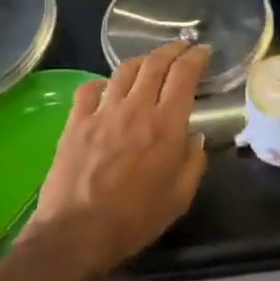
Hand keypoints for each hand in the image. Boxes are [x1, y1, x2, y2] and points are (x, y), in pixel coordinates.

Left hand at [23, 41, 210, 277]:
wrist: (77, 233)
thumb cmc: (135, 219)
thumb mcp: (179, 198)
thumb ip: (193, 163)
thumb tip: (195, 138)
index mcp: (166, 125)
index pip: (184, 75)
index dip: (196, 58)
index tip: (204, 51)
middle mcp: (135, 109)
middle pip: (155, 64)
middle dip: (172, 50)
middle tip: (182, 47)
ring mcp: (102, 112)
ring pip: (124, 71)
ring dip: (142, 60)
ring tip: (150, 61)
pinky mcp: (75, 122)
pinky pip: (89, 89)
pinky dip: (102, 83)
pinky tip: (107, 88)